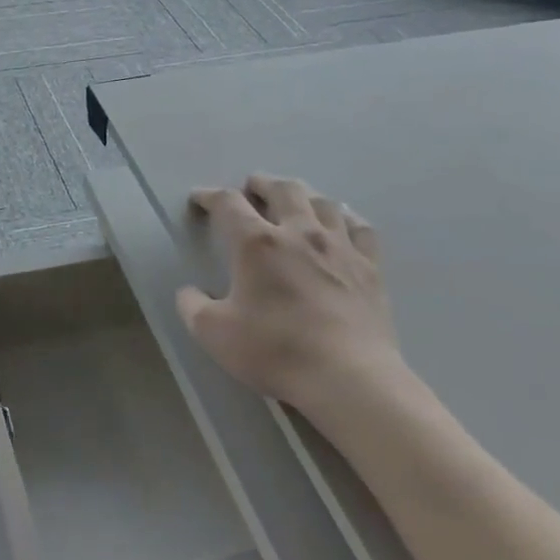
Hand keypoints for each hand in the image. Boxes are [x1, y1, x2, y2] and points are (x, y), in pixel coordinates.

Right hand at [176, 175, 407, 423]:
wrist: (347, 375)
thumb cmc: (274, 350)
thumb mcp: (214, 333)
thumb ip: (192, 306)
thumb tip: (188, 292)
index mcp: (257, 243)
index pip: (229, 204)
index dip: (210, 196)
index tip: (199, 198)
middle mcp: (300, 232)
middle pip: (283, 190)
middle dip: (262, 183)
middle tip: (252, 187)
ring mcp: (340, 247)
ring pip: (323, 202)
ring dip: (303, 195)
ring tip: (294, 200)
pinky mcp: (370, 266)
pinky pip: (359, 227)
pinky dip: (344, 218)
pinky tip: (341, 222)